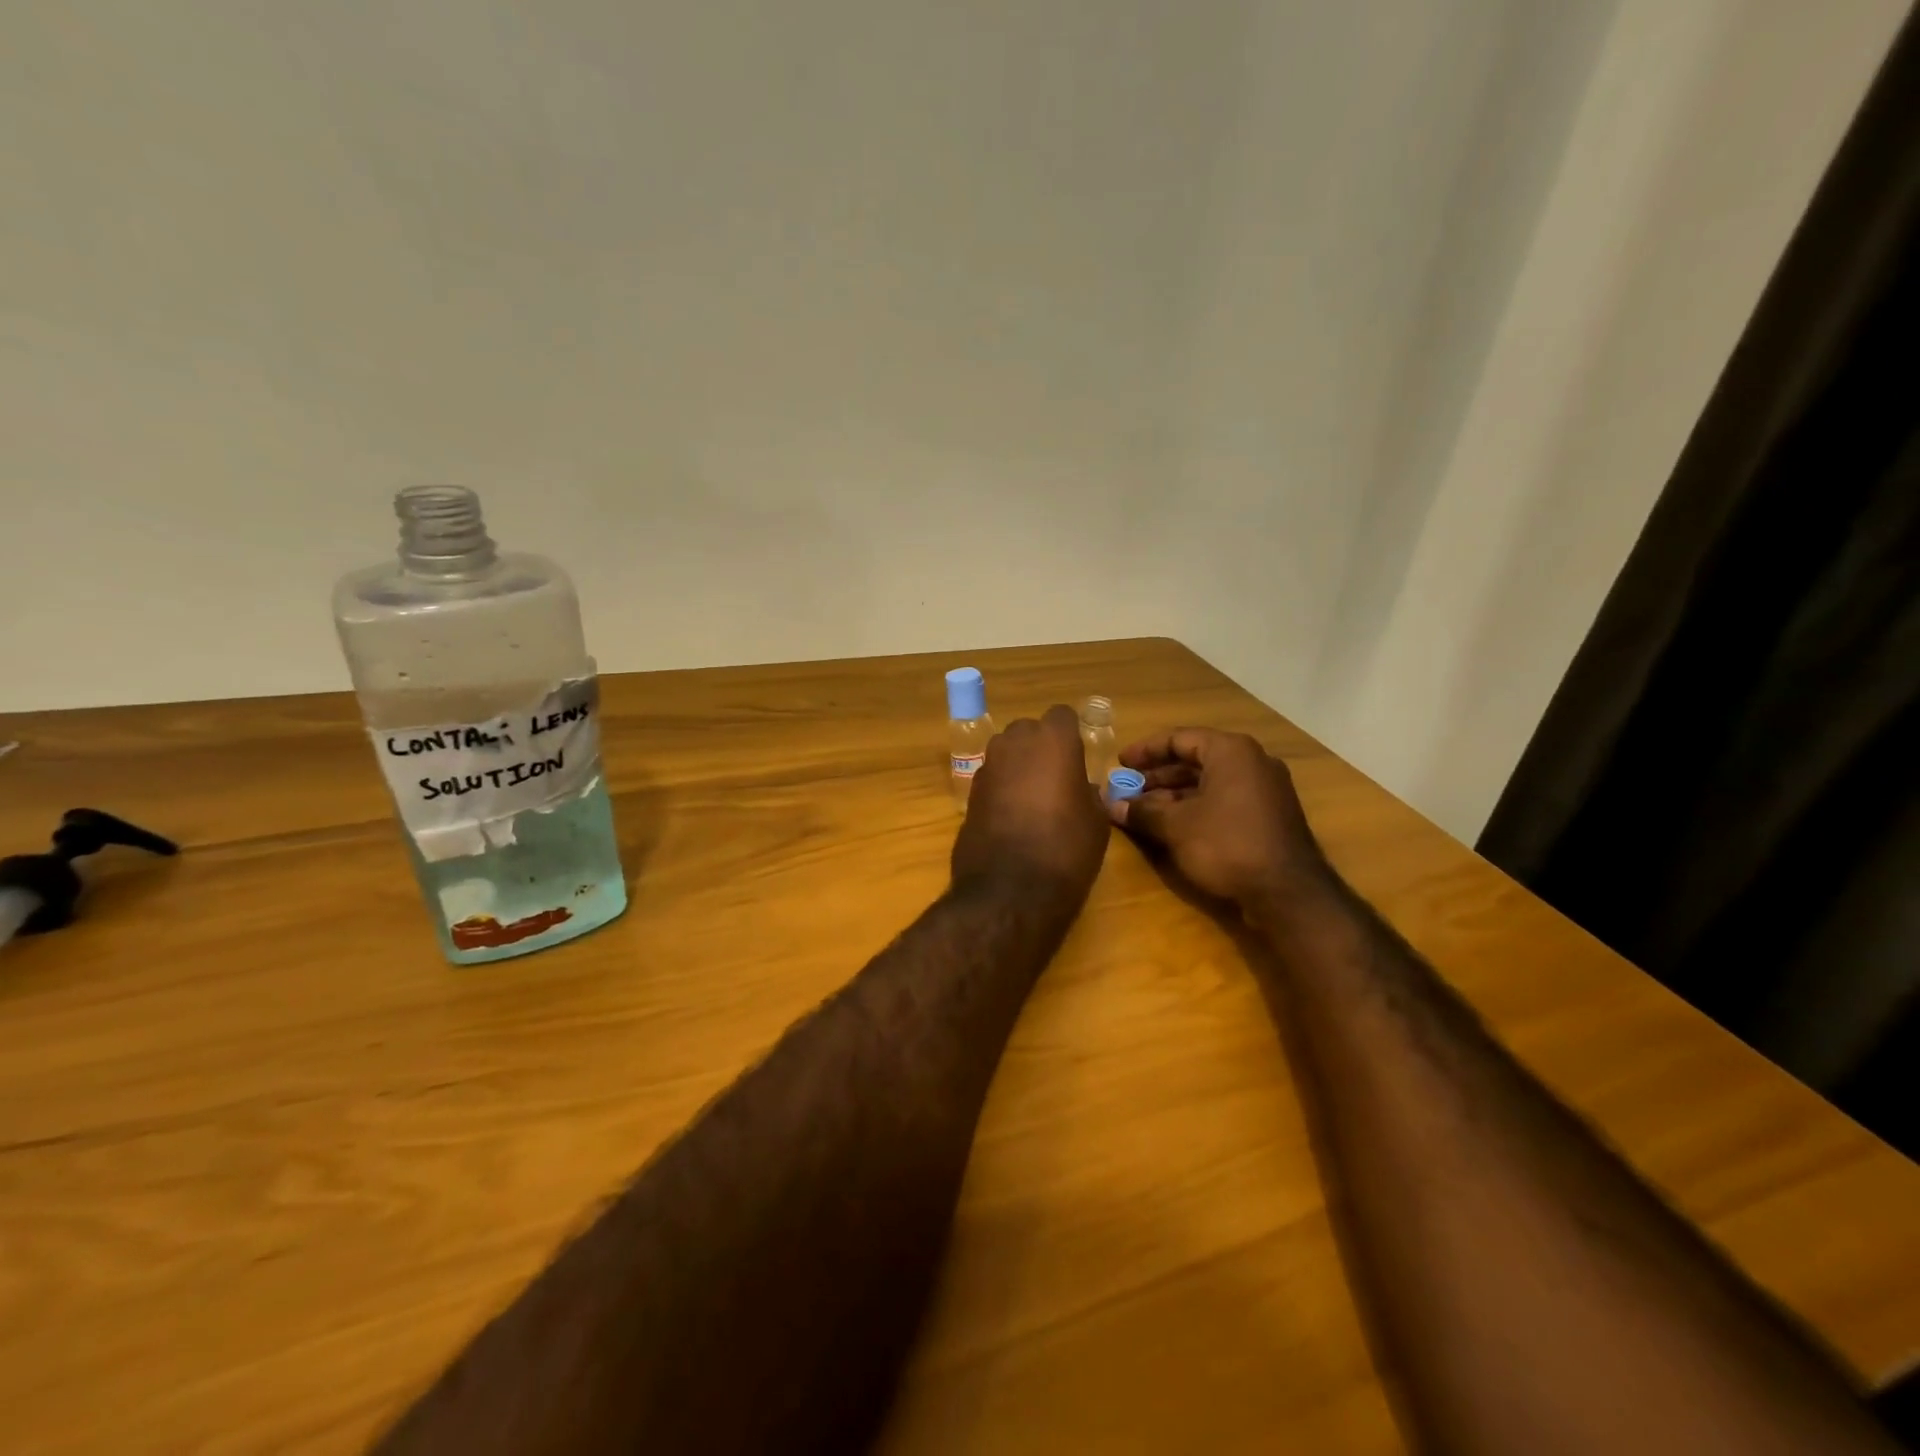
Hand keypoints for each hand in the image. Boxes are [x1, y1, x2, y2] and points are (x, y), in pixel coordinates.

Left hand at [952, 705, 1108, 899]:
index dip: (1070, 736)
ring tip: (1034, 801)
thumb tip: (1080, 789)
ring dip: (1018, 767)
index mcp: (1053, 740)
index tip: (1078, 759)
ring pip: (1007, 753)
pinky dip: (1001, 790)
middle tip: (1056, 780)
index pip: (1062, 716)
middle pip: (1029, 731)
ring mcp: (987, 766)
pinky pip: (992, 779)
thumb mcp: (1096, 821)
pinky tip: (1012, 819)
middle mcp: (1015, 742)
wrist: (1010, 890)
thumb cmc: (1066, 849)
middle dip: (1040, 748)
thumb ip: (1088, 793)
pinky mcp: (969, 793)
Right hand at [1107, 727, 1331, 912]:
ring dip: (1174, 793)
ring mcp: (1265, 789)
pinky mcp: (1270, 815)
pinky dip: (1197, 806)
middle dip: (1158, 775)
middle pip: (1195, 759)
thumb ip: (1141, 811)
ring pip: (1210, 781)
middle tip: (1128, 789)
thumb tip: (1111, 806)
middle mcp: (1252, 762)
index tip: (1120, 764)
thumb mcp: (1176, 826)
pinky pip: (1225, 799)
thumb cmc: (1226, 844)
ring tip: (1144, 810)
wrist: (1288, 892)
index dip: (1145, 750)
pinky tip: (1174, 825)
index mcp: (1230, 751)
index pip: (1179, 738)